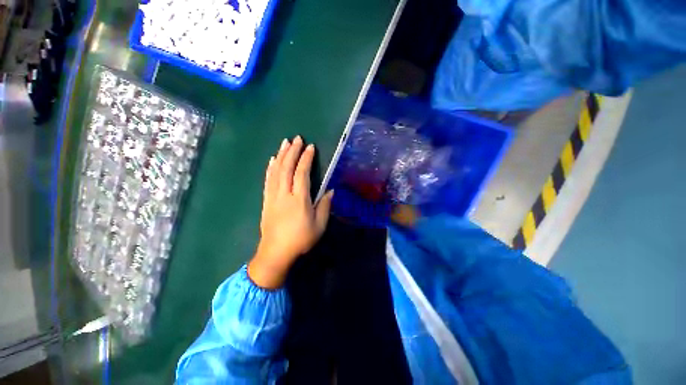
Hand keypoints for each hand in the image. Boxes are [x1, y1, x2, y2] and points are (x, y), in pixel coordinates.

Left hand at [248, 136, 333, 288]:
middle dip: (292, 151)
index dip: (306, 159)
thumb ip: (324, 206)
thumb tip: (330, 191)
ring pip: (276, 171)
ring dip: (281, 155)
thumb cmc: (300, 239)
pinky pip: (268, 180)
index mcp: (299, 199)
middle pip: (287, 168)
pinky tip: (272, 160)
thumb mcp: (319, 226)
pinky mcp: (266, 200)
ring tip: (285, 143)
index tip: (310, 147)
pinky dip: (270, 168)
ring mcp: (273, 196)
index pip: (302, 173)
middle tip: (297, 139)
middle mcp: (284, 194)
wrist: (275, 253)